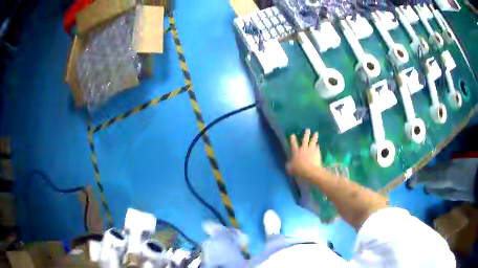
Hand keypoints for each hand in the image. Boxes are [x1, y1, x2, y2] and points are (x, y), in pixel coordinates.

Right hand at [286, 129, 322, 179]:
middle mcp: (303, 149)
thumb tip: (288, 163)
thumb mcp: (290, 168)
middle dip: (306, 134)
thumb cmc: (299, 170)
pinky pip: (317, 147)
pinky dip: (317, 146)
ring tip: (316, 133)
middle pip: (305, 139)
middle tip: (307, 129)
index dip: (292, 139)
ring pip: (313, 141)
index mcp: (296, 152)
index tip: (292, 135)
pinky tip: (318, 145)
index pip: (293, 144)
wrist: (310, 171)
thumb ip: (289, 164)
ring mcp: (311, 150)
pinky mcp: (317, 153)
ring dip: (314, 137)